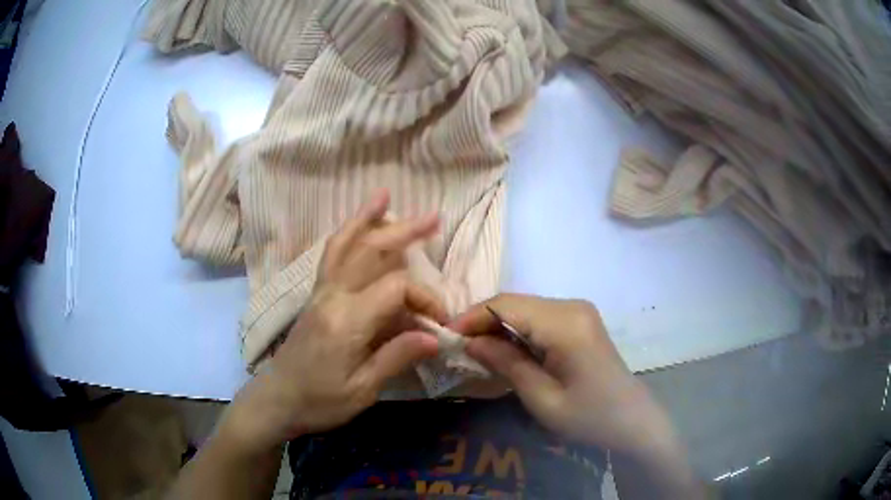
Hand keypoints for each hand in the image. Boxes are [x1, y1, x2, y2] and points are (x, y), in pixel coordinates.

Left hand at [220, 190, 445, 453]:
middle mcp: (332, 296)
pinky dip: (345, 235)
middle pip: (370, 251)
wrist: (277, 399)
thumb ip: (397, 357)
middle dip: (405, 232)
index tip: (439, 323)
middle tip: (435, 217)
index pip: (396, 288)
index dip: (425, 298)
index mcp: (347, 320)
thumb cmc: (320, 401)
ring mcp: (321, 292)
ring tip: (384, 196)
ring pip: (345, 244)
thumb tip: (435, 336)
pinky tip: (356, 226)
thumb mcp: (363, 389)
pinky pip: (331, 255)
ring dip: (367, 219)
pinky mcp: (316, 296)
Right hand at [450, 294, 679, 456]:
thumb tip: (470, 341)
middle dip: (482, 321)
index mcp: (565, 324)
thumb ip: (506, 363)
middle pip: (514, 302)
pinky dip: (516, 329)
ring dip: (497, 325)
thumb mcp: (542, 398)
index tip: (445, 336)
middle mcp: (572, 306)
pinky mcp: (580, 320)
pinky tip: (503, 349)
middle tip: (455, 346)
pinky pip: (538, 317)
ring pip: (524, 308)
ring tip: (473, 349)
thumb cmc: (589, 417)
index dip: (471, 317)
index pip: (506, 305)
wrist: (632, 420)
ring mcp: (578, 311)